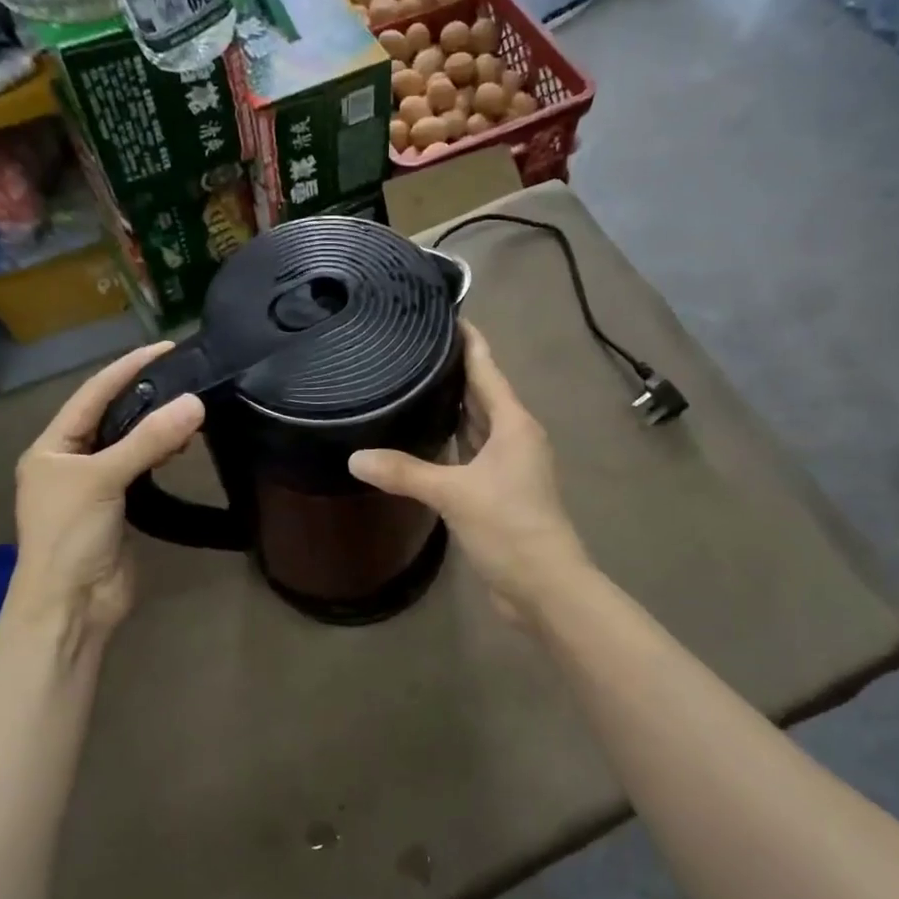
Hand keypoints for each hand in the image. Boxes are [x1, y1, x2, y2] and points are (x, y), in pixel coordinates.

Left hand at [7, 341, 204, 655]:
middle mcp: (70, 462)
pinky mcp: (118, 509)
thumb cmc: (70, 537)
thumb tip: (195, 403)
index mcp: (51, 448)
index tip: (164, 348)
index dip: (126, 369)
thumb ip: (148, 440)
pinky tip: (181, 447)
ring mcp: (94, 487)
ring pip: (128, 444)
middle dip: (145, 395)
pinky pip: (141, 470)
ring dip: (156, 426)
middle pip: (110, 417)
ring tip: (190, 410)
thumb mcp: (103, 480)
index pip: (91, 395)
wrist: (71, 607)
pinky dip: (160, 455)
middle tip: (186, 376)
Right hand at [349, 324, 587, 619]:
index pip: (486, 368)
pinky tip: (419, 438)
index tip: (443, 312)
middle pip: (480, 393)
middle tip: (410, 346)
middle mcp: (513, 437)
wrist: (544, 586)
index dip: (468, 340)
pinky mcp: (496, 491)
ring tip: (409, 383)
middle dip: (451, 370)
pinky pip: (467, 453)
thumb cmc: (509, 526)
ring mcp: (506, 465)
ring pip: (473, 425)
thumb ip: (405, 472)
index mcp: (513, 424)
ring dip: (449, 407)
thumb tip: (354, 457)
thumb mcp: (454, 494)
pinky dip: (447, 443)